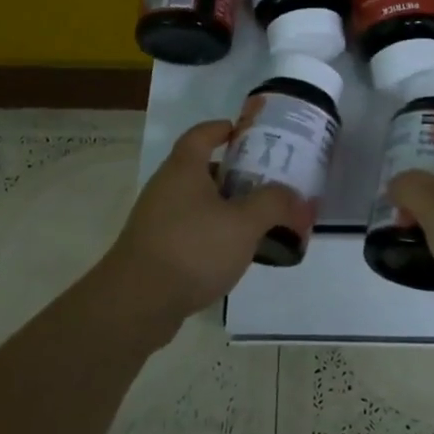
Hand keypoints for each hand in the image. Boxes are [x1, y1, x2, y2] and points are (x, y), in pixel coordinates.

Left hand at [98, 119, 299, 341]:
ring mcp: (157, 219)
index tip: (250, 134)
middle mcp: (167, 187)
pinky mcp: (155, 249)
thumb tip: (298, 199)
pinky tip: (234, 253)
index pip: (203, 133)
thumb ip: (275, 205)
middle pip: (204, 169)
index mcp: (184, 168)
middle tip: (269, 183)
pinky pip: (191, 229)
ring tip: (259, 221)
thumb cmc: (192, 249)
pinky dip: (213, 233)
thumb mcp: (243, 223)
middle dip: (237, 174)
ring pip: (199, 202)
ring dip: (227, 207)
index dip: (225, 128)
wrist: (136, 304)